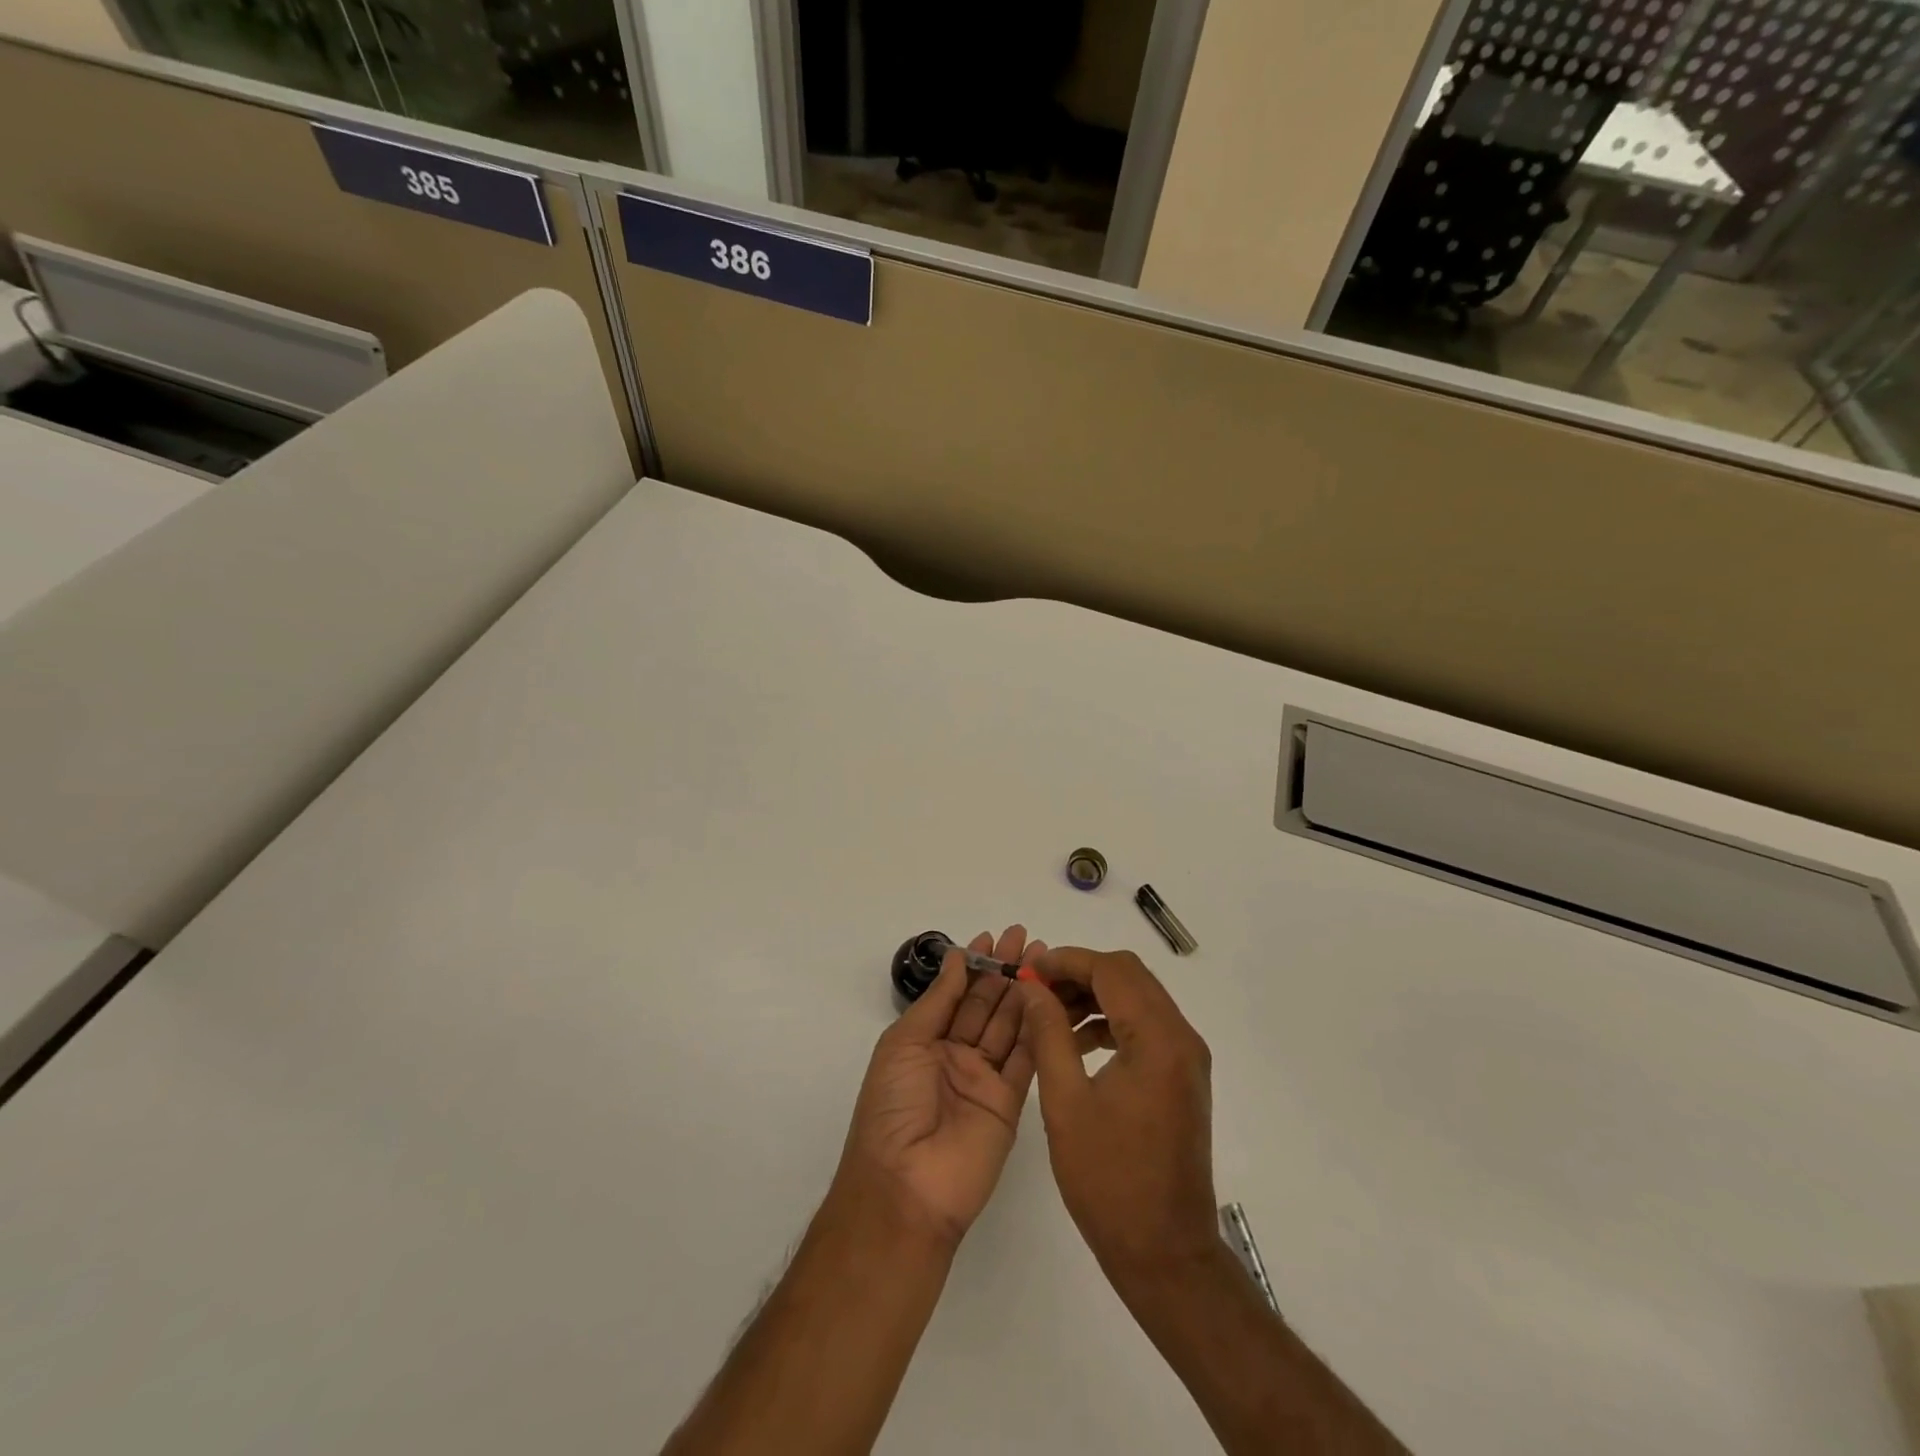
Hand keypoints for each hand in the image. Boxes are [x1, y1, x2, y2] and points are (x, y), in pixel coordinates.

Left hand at [835, 926, 1046, 1247]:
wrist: (906, 1186)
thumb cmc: (893, 1106)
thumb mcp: (904, 1043)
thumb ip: (938, 1001)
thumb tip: (956, 957)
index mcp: (925, 1042)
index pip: (956, 994)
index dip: (975, 965)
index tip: (994, 936)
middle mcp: (956, 1056)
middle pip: (986, 1005)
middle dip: (1004, 970)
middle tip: (1026, 937)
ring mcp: (985, 1080)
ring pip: (1009, 1026)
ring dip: (1025, 992)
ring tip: (1044, 958)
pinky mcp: (1011, 1103)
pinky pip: (1026, 1059)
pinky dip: (1038, 1029)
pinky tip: (1048, 998)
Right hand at [1015, 947, 1220, 1290]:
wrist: (1166, 1253)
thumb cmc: (1110, 1180)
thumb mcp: (1065, 1101)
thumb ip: (1048, 1034)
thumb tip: (1032, 988)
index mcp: (1158, 1039)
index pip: (1112, 970)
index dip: (1067, 961)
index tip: (1028, 970)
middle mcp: (1181, 1038)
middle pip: (1129, 977)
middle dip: (1080, 974)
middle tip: (1037, 990)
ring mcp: (1187, 1058)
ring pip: (1138, 998)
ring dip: (1094, 997)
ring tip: (1050, 1016)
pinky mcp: (1183, 1077)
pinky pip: (1146, 1027)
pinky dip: (1111, 1022)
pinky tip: (1077, 1044)